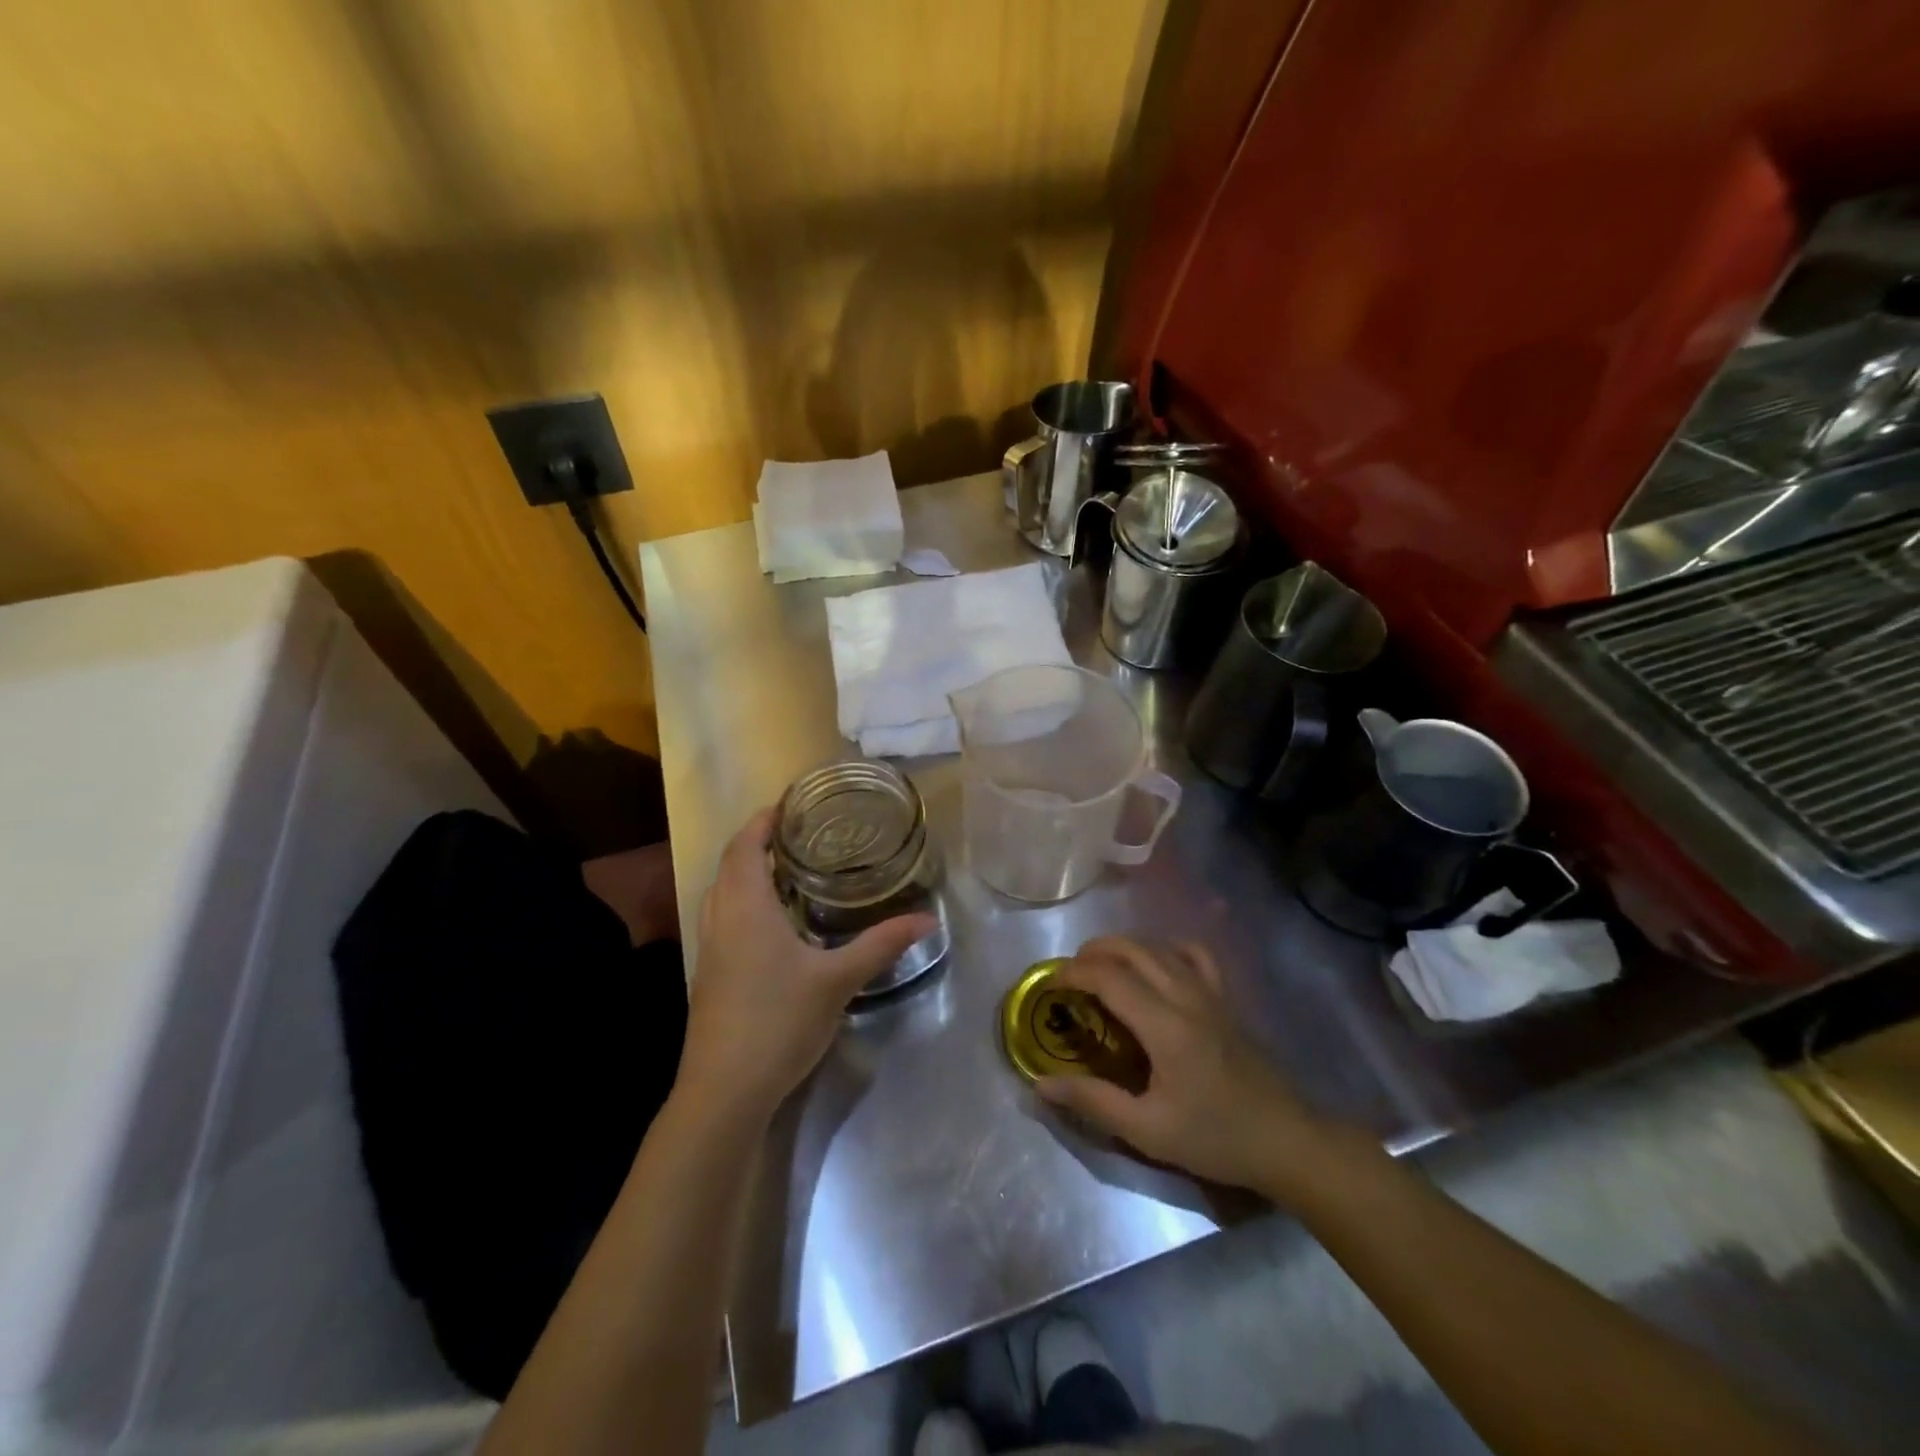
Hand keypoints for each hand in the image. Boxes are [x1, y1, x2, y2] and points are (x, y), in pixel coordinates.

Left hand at [678, 808, 937, 1124]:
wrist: (723, 1092)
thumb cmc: (778, 1021)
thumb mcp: (838, 980)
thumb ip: (881, 944)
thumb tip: (928, 920)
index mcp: (746, 907)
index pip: (744, 845)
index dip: (762, 820)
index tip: (790, 804)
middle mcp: (720, 918)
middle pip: (730, 864)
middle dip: (758, 842)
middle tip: (800, 835)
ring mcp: (709, 949)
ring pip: (722, 892)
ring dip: (748, 872)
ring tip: (790, 870)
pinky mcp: (710, 975)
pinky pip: (723, 918)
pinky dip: (744, 901)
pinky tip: (775, 923)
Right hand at [1035, 937, 1333, 1199]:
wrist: (1287, 1141)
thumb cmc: (1216, 1139)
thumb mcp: (1148, 1131)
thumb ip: (1093, 1101)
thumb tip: (1041, 1084)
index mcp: (1165, 1025)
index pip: (1109, 977)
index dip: (1074, 973)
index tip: (1050, 985)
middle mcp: (1186, 996)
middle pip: (1131, 949)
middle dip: (1092, 952)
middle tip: (1069, 974)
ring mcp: (1209, 993)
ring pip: (1159, 947)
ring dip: (1123, 947)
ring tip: (1100, 967)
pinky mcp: (1225, 998)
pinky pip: (1194, 954)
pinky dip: (1167, 948)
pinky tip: (1156, 964)